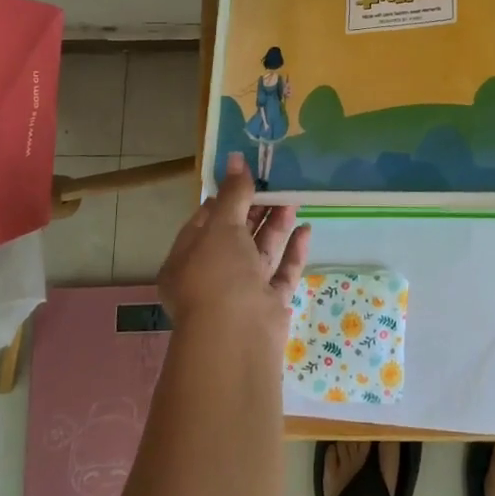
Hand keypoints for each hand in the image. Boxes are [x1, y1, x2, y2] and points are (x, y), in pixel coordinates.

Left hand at [159, 152, 311, 346]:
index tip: (248, 174)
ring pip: (260, 253)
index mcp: (187, 259)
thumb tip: (236, 158)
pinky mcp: (267, 306)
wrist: (237, 337)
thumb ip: (233, 193)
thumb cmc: (218, 274)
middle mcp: (211, 276)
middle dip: (256, 209)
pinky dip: (293, 251)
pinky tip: (307, 229)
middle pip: (236, 235)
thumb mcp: (221, 226)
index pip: (205, 220)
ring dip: (276, 225)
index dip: (226, 196)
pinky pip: (281, 273)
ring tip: (294, 198)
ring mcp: (241, 293)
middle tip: (278, 183)